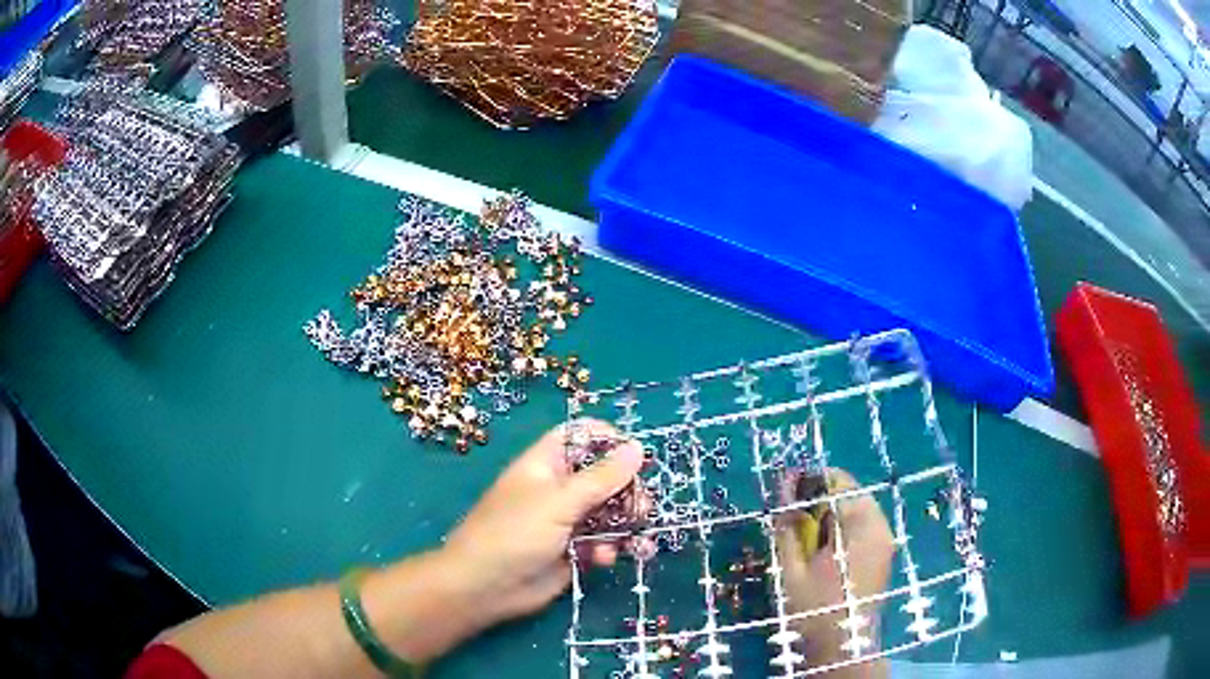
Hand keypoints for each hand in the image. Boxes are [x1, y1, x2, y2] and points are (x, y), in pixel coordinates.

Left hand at [437, 420, 644, 636]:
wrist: (486, 588)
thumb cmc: (514, 534)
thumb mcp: (558, 502)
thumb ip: (601, 478)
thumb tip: (637, 447)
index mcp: (547, 464)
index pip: (581, 436)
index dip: (609, 441)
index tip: (637, 456)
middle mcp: (559, 489)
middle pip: (604, 476)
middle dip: (627, 490)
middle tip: (641, 508)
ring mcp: (567, 521)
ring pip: (609, 512)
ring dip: (625, 524)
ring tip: (635, 539)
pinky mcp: (573, 551)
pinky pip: (603, 542)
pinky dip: (611, 548)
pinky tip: (607, 559)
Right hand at [775, 468, 894, 675]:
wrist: (842, 649)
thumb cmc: (814, 611)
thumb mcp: (792, 570)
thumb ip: (788, 526)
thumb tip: (783, 488)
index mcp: (862, 527)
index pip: (836, 484)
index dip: (807, 483)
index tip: (783, 491)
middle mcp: (880, 526)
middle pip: (849, 493)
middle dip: (818, 500)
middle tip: (791, 520)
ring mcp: (885, 540)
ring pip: (855, 509)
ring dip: (828, 515)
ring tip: (805, 538)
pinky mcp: (883, 552)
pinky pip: (861, 526)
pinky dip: (840, 529)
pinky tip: (823, 551)